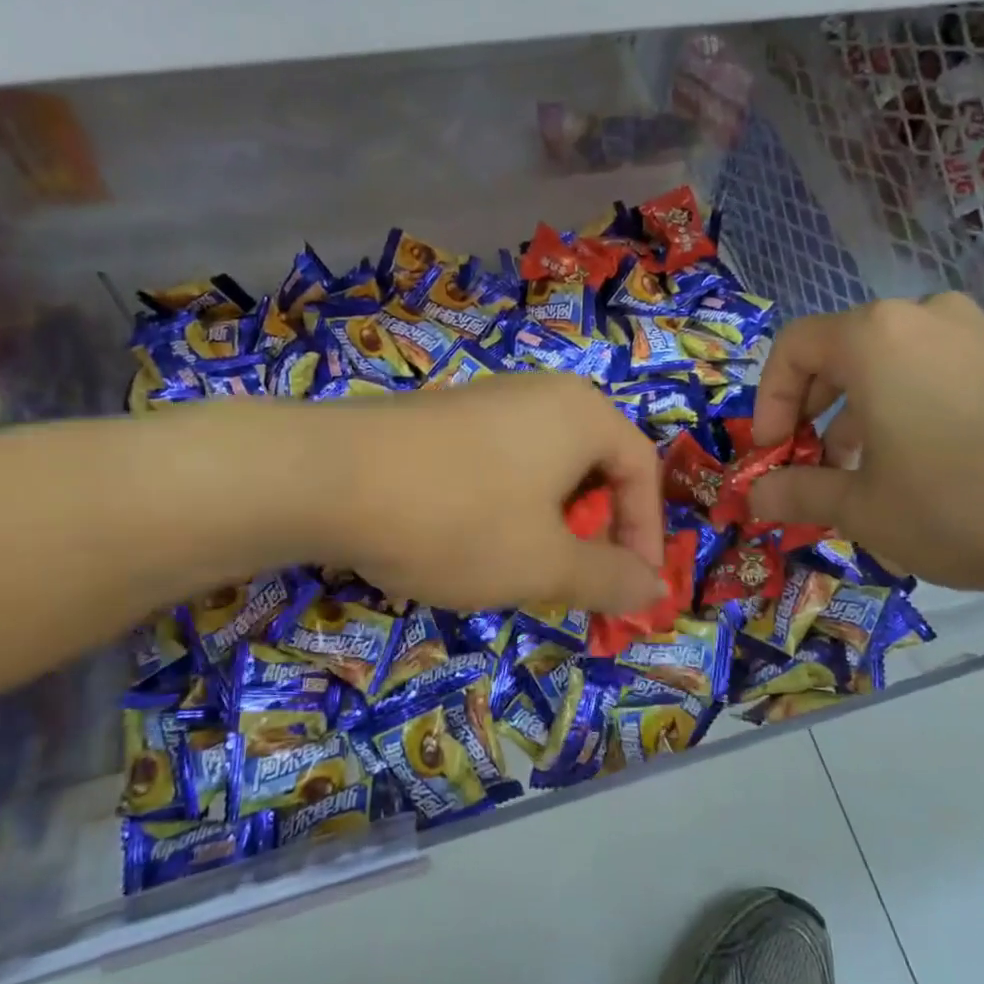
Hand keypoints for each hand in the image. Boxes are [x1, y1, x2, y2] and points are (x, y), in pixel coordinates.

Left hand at [291, 372, 664, 613]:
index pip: (642, 470)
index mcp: (583, 414)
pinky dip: (509, 506)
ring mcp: (490, 399)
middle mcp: (543, 393)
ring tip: (522, 566)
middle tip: (576, 580)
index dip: (646, 534)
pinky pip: (504, 462)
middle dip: (596, 531)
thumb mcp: (545, 564)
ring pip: (547, 468)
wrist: (327, 477)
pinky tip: (470, 539)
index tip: (632, 590)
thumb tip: (656, 590)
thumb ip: (610, 579)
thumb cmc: (459, 519)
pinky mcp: (446, 417)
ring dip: (551, 524)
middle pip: (596, 466)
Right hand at [747, 295, 983, 608]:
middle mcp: (925, 318)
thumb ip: (798, 493)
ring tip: (869, 467)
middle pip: (843, 349)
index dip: (769, 399)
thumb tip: (754, 497)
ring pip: (894, 361)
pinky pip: (942, 370)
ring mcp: (982, 333)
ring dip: (864, 408)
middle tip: (814, 460)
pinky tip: (930, 461)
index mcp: (874, 337)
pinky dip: (913, 404)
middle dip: (815, 407)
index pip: (793, 347)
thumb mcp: (863, 509)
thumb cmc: (960, 505)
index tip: (772, 451)